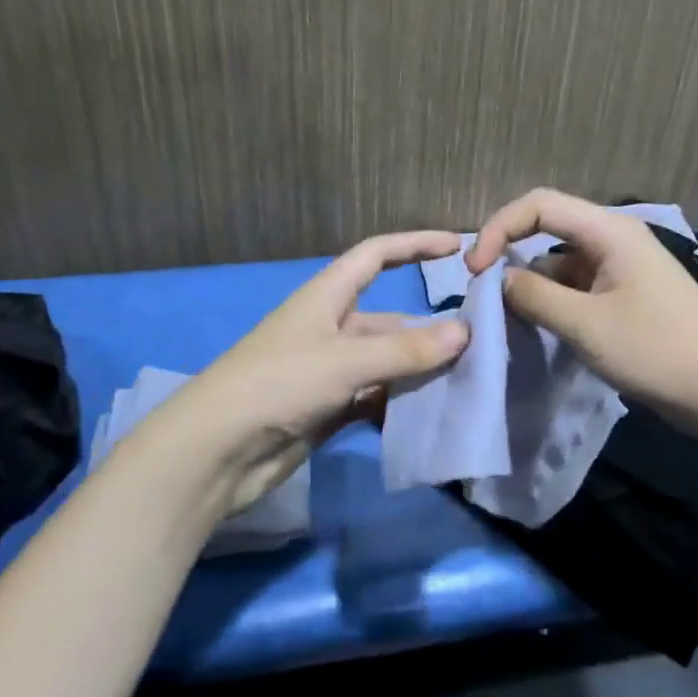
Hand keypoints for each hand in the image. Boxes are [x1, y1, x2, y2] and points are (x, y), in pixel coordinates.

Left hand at [154, 231, 469, 515]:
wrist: (217, 452)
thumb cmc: (279, 384)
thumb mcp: (346, 360)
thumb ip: (406, 350)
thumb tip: (465, 331)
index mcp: (327, 297)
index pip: (376, 255)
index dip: (414, 244)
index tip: (457, 245)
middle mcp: (330, 328)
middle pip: (389, 320)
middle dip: (429, 331)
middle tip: (480, 345)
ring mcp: (328, 371)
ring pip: (386, 364)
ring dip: (419, 373)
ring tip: (466, 384)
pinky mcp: (326, 409)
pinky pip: (374, 399)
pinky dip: (398, 406)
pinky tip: (429, 420)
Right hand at [465, 189, 697, 439]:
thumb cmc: (657, 351)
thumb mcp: (586, 325)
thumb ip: (534, 296)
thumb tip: (499, 279)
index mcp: (609, 230)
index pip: (539, 204)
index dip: (498, 228)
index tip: (474, 270)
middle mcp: (614, 238)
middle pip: (547, 228)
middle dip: (510, 253)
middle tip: (484, 293)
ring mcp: (621, 267)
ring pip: (559, 261)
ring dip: (531, 283)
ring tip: (509, 318)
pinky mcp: (625, 294)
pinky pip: (576, 286)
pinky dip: (553, 300)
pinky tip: (540, 327)